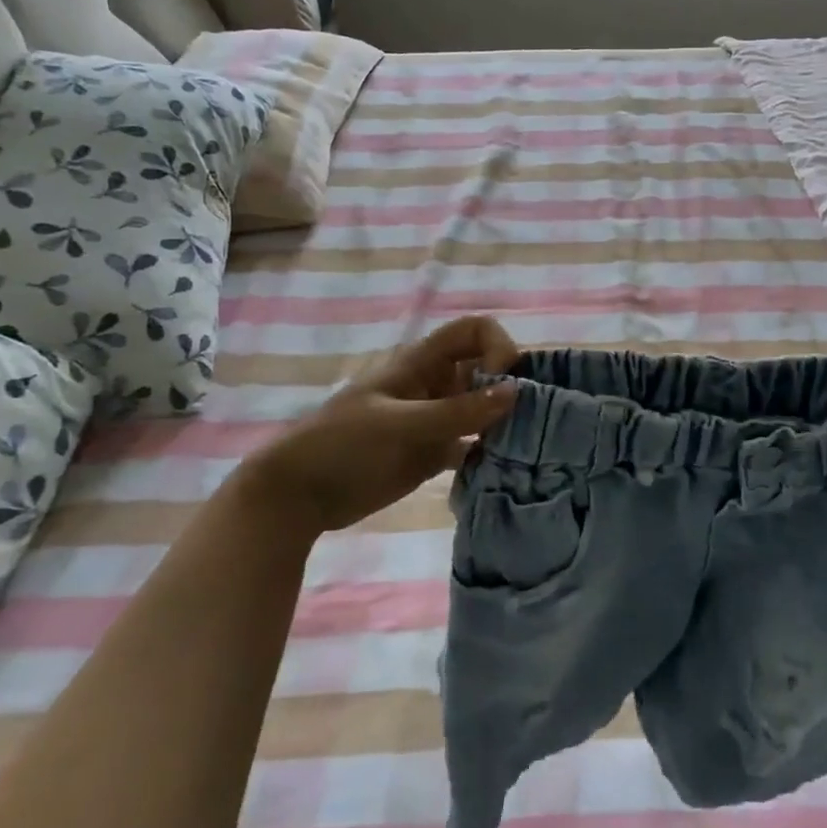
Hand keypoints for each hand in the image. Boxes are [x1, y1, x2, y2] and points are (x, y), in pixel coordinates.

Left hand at [223, 315, 518, 537]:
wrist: (297, 496)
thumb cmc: (341, 445)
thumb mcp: (399, 424)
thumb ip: (456, 411)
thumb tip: (516, 391)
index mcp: (422, 363)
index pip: (473, 330)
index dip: (496, 345)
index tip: (503, 380)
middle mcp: (436, 385)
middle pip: (487, 369)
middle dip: (510, 387)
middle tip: (529, 421)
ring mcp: (436, 420)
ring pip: (484, 409)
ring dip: (504, 422)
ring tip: (526, 448)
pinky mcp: (434, 454)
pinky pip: (473, 445)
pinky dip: (489, 453)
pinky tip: (500, 470)